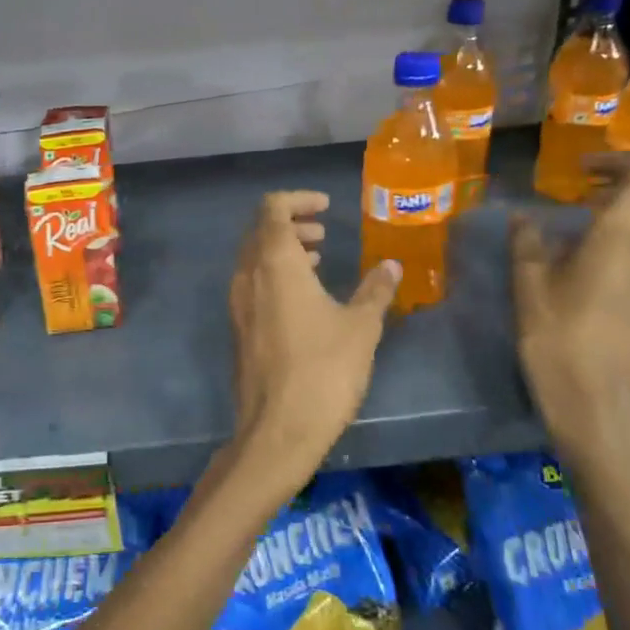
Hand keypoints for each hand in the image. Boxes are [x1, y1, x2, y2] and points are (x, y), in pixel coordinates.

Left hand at [220, 191, 401, 510]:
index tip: (325, 207)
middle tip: (323, 234)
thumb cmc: (323, 370)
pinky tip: (304, 299)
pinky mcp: (239, 329)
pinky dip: (274, 276)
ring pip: (254, 259)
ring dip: (282, 251)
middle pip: (259, 231)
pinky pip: (252, 285)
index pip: (272, 208)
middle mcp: (248, 276)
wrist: (278, 429)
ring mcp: (238, 304)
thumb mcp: (360, 327)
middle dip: (291, 224)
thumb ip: (375, 290)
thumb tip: (390, 265)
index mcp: (274, 262)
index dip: (297, 200)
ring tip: (318, 261)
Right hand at [511, 154, 629, 461]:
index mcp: (624, 230)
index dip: (619, 160)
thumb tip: (523, 217)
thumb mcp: (528, 284)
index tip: (584, 171)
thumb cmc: (557, 334)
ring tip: (617, 224)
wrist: (596, 396)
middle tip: (606, 195)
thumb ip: (528, 242)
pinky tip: (619, 257)